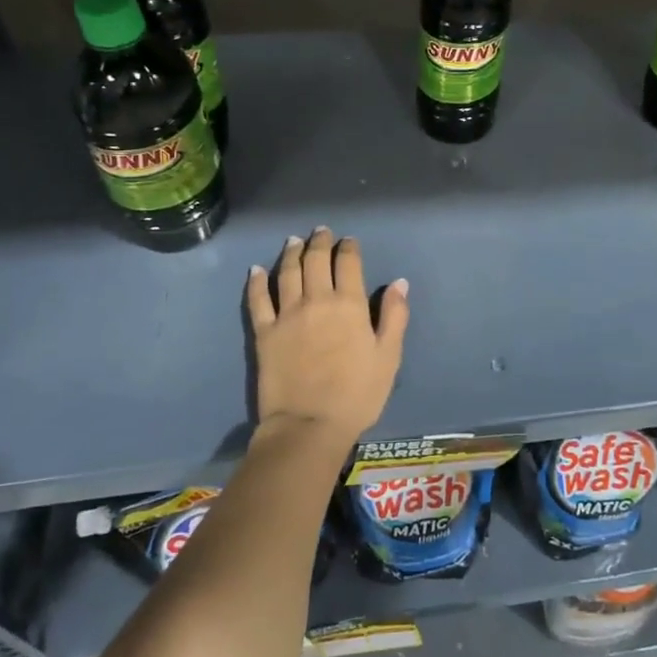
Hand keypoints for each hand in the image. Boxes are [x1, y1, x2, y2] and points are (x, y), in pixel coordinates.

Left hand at [246, 227, 409, 445]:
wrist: (309, 425)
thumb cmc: (357, 394)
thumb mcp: (388, 357)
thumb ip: (395, 316)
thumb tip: (399, 282)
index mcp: (350, 305)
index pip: (348, 263)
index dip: (349, 248)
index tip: (349, 241)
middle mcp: (317, 300)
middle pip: (316, 260)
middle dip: (320, 242)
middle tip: (321, 231)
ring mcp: (287, 314)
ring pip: (287, 272)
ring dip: (291, 253)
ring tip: (293, 241)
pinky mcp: (264, 332)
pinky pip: (258, 299)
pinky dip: (257, 281)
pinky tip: (256, 270)